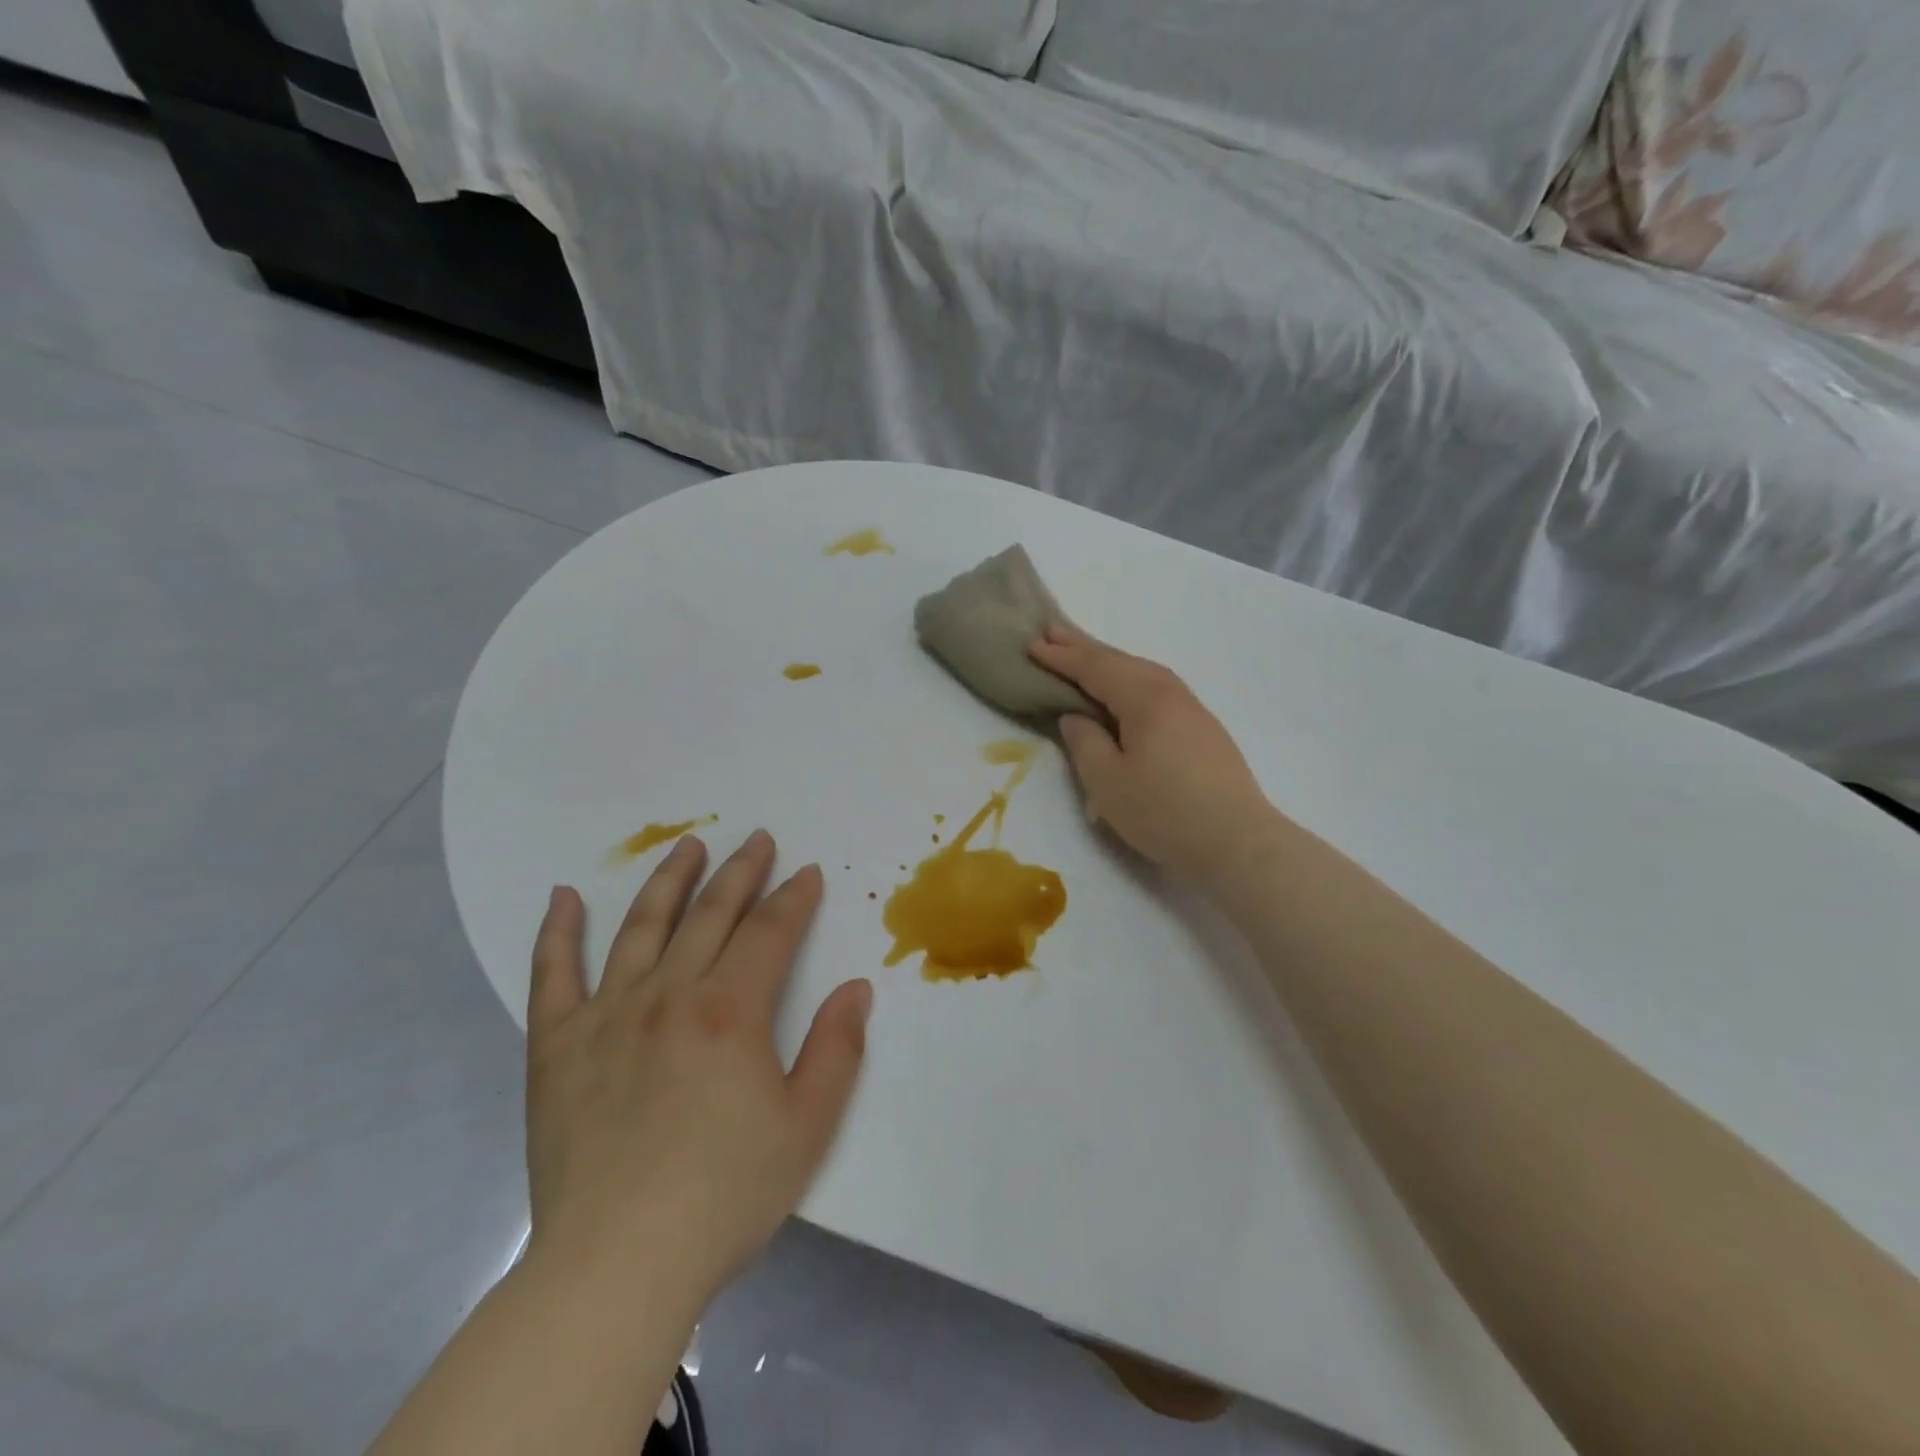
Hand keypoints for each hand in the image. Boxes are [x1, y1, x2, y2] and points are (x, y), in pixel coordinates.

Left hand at [524, 830, 872, 1312]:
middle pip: (710, 915)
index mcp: (730, 1011)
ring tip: (688, 846)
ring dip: (669, 880)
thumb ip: (837, 1049)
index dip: (793, 897)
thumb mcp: (807, 1127)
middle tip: (757, 838)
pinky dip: (558, 932)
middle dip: (741, 872)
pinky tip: (565, 897)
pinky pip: (553, 975)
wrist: (616, 1267)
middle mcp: (669, 995)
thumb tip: (855, 989)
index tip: (807, 872)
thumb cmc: (724, 1195)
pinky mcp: (557, 1046)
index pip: (770, 932)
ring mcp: (608, 1015)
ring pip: (642, 927)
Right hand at [1030, 624, 1278, 883]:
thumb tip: (1076, 716)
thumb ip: (1084, 742)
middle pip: (1120, 661)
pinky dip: (1129, 680)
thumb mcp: (1107, 781)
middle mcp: (1170, 692)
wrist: (1237, 843)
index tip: (1031, 644)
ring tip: (1081, 654)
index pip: (1095, 668)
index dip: (1061, 657)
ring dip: (1107, 661)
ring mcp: (1191, 709)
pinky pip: (1156, 689)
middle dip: (1083, 647)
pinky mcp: (1202, 729)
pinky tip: (1124, 689)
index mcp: (1145, 698)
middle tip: (1051, 630)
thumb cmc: (1164, 812)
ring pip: (1141, 673)